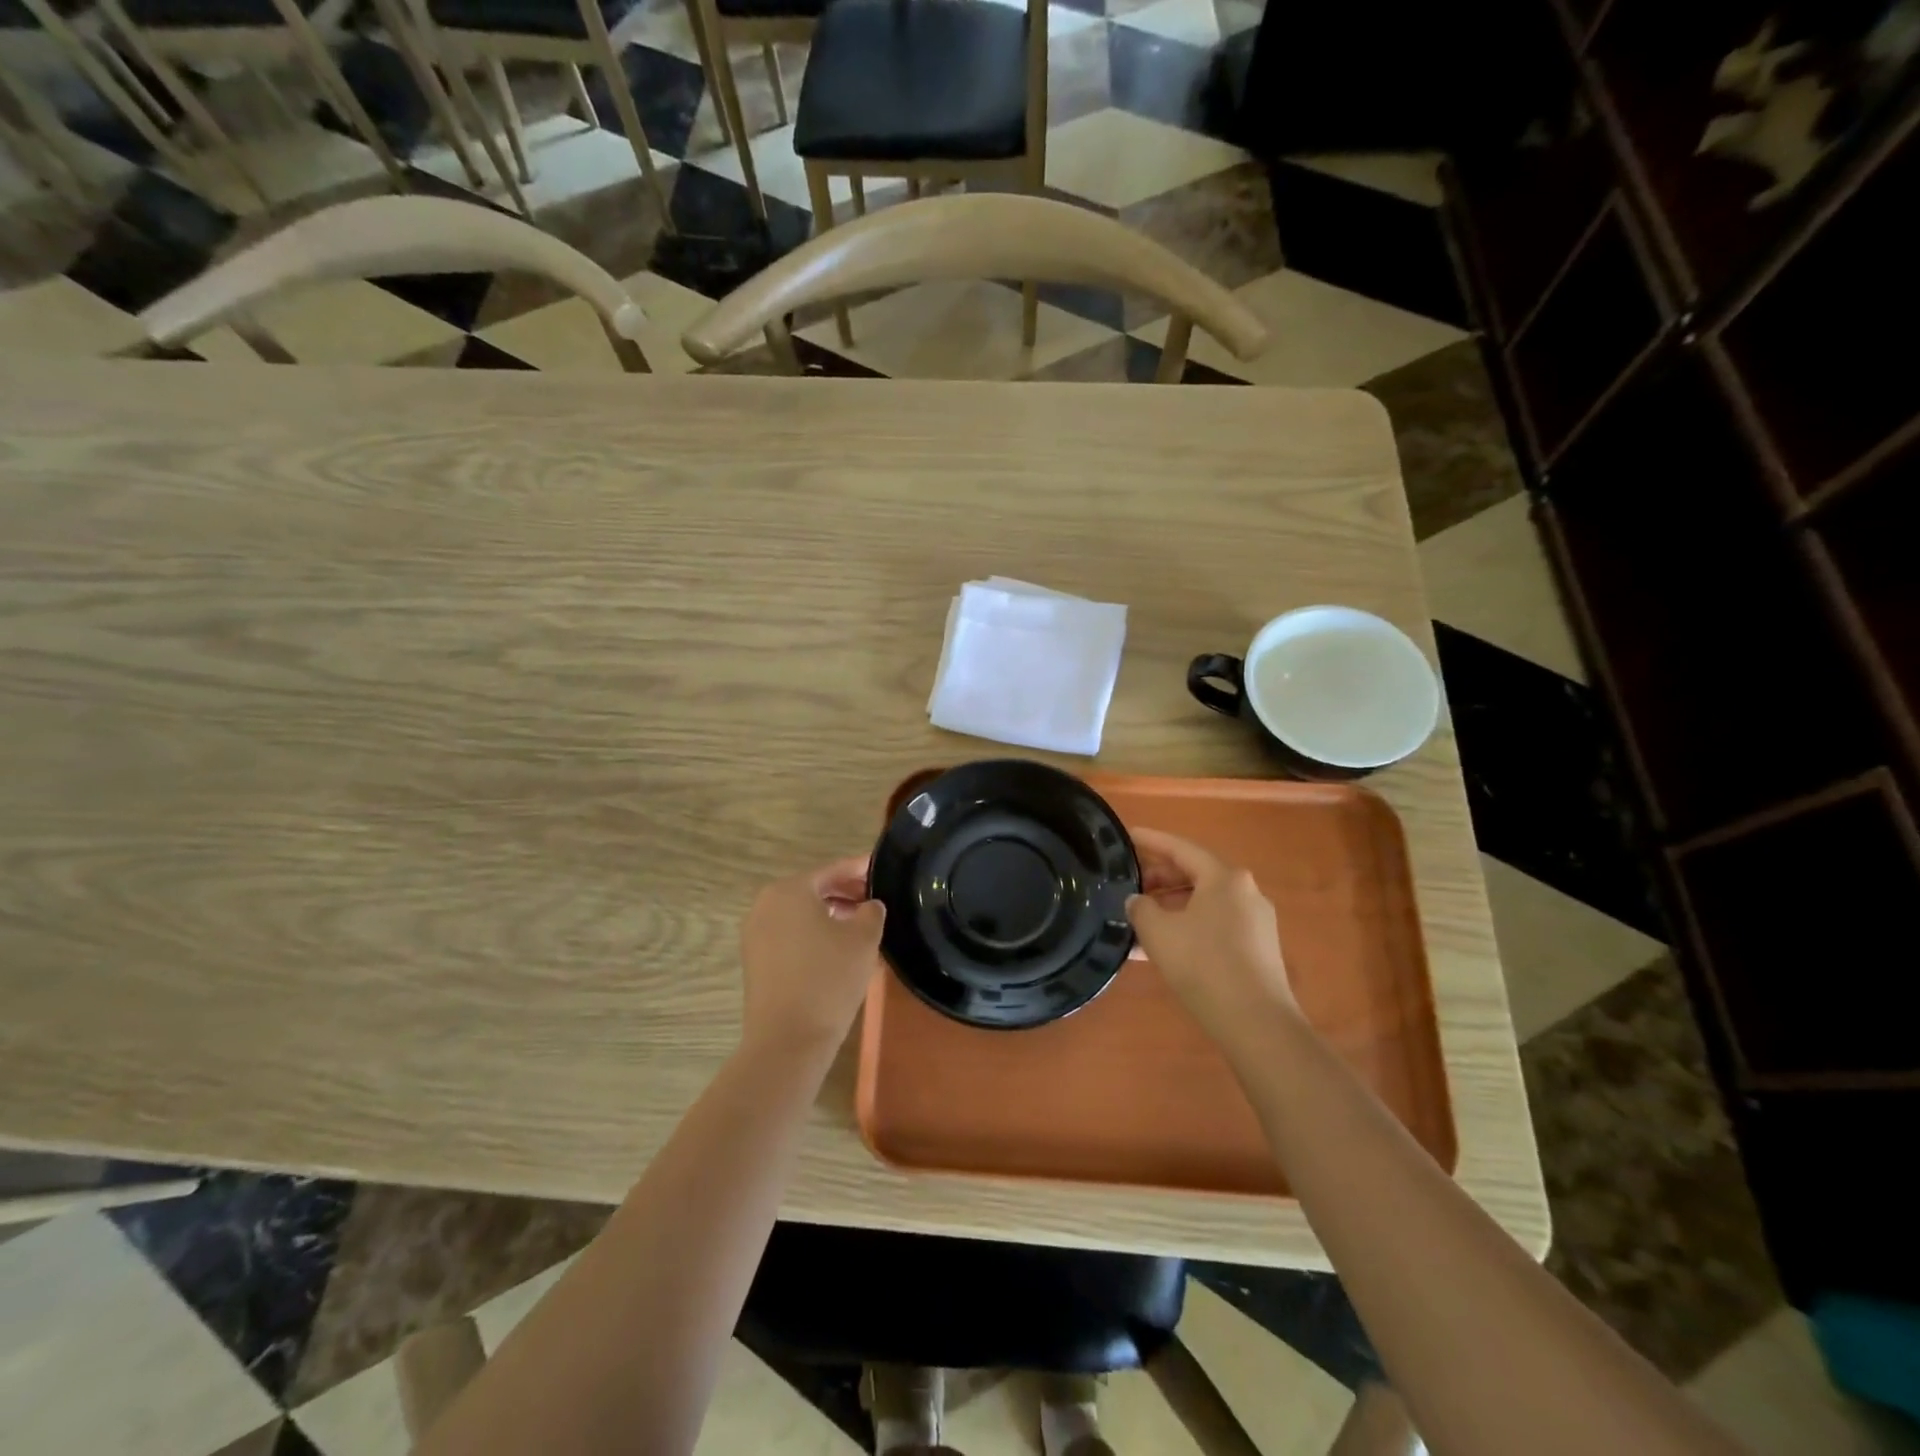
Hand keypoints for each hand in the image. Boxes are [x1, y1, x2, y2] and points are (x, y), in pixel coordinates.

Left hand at [740, 856, 885, 1056]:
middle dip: (844, 892)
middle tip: (875, 899)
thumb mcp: (863, 939)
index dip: (860, 869)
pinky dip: (813, 932)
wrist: (787, 1040)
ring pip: (800, 913)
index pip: (832, 870)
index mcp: (790, 890)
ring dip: (830, 913)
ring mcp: (755, 933)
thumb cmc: (829, 979)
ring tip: (860, 924)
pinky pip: (789, 933)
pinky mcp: (754, 960)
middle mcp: (766, 904)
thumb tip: (869, 905)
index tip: (881, 869)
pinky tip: (837, 947)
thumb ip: (871, 912)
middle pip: (813, 889)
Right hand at [1127, 828, 1297, 1040]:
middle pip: (1195, 873)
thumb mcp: (1158, 932)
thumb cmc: (1203, 965)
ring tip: (1140, 920)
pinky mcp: (1258, 948)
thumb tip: (1137, 901)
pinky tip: (1163, 947)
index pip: (1180, 848)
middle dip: (1160, 877)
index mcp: (1224, 877)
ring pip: (1204, 902)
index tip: (1128, 835)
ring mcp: (1256, 921)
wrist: (1256, 1023)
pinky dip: (1188, 926)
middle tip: (1129, 884)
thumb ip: (1140, 908)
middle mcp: (1245, 891)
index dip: (1151, 841)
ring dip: (1171, 906)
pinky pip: (1215, 924)